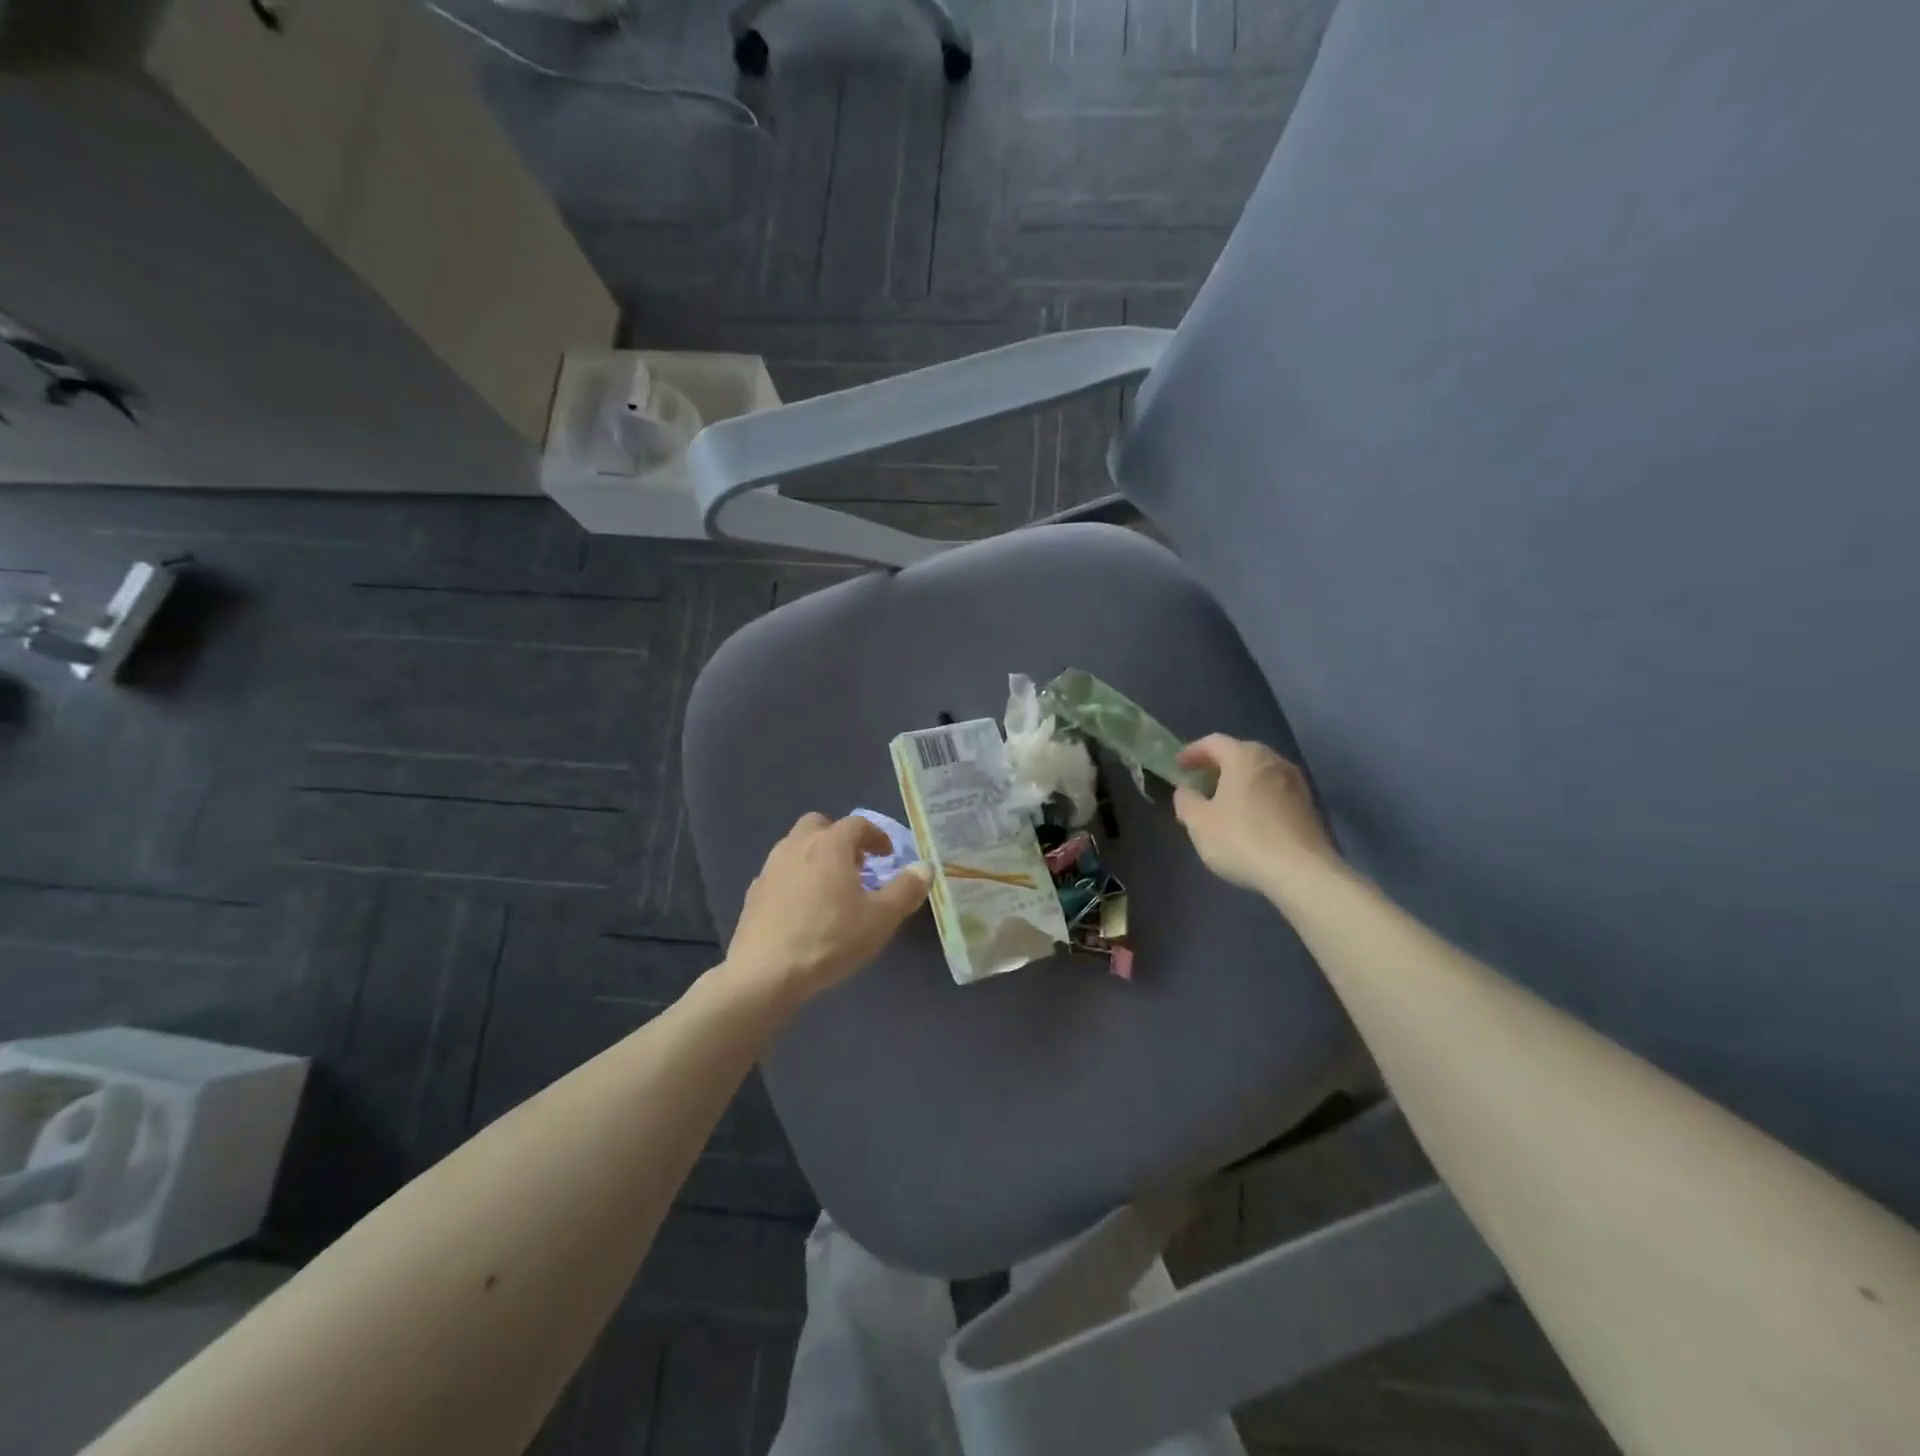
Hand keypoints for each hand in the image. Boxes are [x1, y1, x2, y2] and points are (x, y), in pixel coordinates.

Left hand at [725, 813, 930, 1003]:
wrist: (766, 973)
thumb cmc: (830, 939)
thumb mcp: (881, 918)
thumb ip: (906, 889)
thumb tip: (924, 868)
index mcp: (830, 844)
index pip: (857, 824)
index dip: (876, 835)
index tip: (887, 855)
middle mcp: (796, 845)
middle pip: (819, 825)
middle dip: (840, 838)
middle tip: (856, 865)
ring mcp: (770, 868)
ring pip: (795, 847)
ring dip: (816, 857)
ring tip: (831, 888)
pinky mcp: (753, 893)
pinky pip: (780, 873)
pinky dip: (795, 880)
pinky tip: (803, 909)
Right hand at [1173, 735, 1339, 902]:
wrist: (1301, 873)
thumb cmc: (1242, 839)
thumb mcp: (1199, 822)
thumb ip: (1186, 801)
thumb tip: (1186, 791)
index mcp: (1244, 757)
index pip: (1213, 742)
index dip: (1192, 752)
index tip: (1178, 766)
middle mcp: (1273, 761)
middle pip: (1240, 754)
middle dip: (1217, 766)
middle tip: (1199, 782)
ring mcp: (1296, 783)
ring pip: (1259, 773)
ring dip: (1239, 782)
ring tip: (1222, 802)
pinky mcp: (1309, 807)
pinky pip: (1274, 792)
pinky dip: (1257, 797)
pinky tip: (1248, 819)